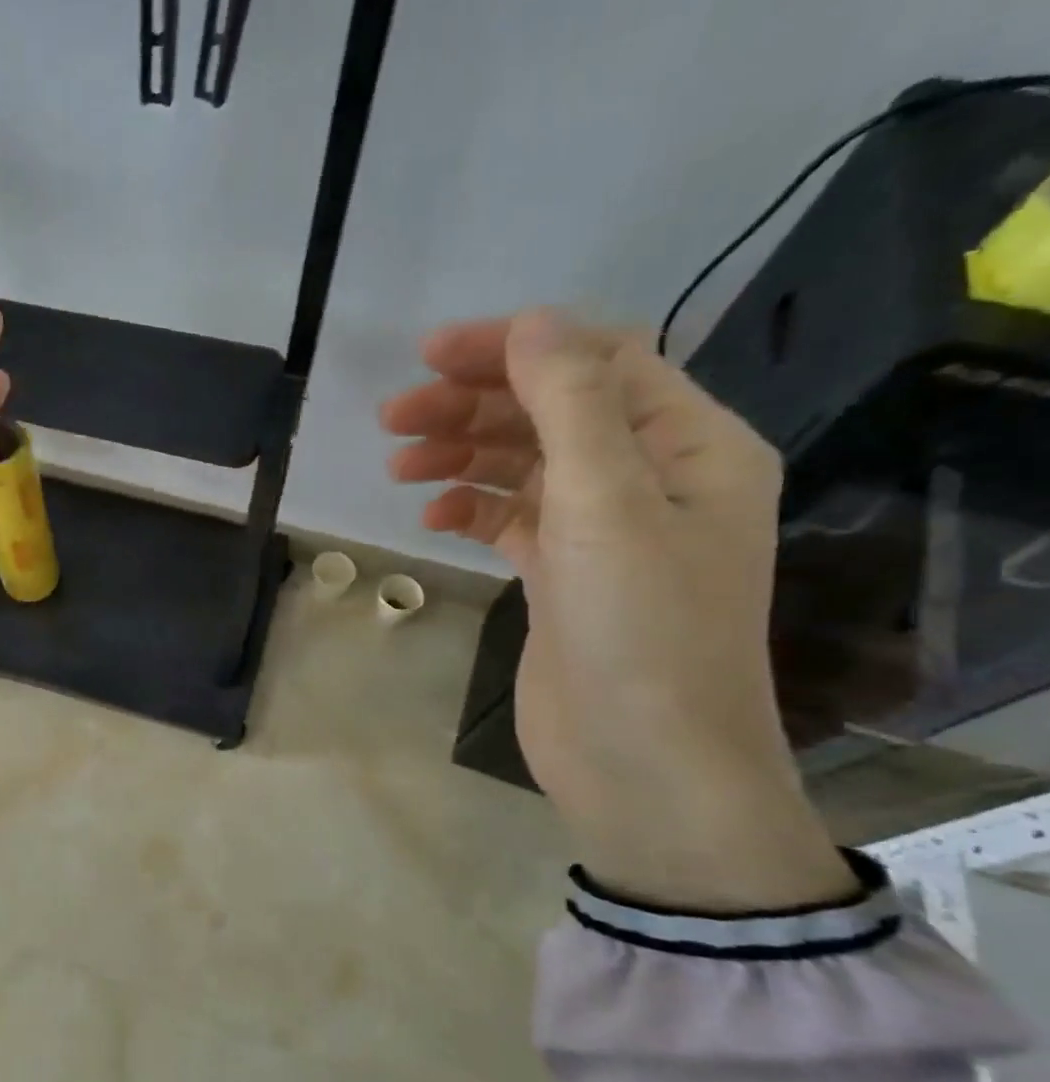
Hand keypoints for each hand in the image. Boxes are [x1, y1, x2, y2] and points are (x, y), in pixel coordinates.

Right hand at [380, 310, 855, 910]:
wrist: (642, 761)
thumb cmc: (639, 628)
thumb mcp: (607, 502)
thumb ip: (570, 404)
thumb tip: (531, 320)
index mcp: (688, 445)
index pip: (598, 362)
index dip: (515, 348)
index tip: (430, 355)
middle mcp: (651, 477)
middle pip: (552, 412)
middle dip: (473, 406)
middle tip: (392, 416)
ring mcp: (604, 530)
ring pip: (524, 464)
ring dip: (462, 455)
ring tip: (398, 464)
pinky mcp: (563, 574)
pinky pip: (511, 518)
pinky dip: (470, 508)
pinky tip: (431, 515)